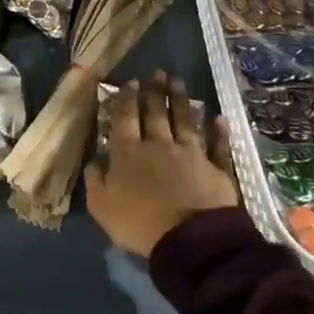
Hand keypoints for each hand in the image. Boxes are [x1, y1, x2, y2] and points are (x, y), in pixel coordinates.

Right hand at [85, 71, 238, 258]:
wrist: (190, 240)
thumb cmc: (139, 223)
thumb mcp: (101, 207)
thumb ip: (95, 180)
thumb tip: (94, 160)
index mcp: (128, 153)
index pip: (126, 118)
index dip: (127, 99)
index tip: (131, 82)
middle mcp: (159, 145)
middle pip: (156, 113)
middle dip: (155, 91)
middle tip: (157, 72)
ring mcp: (191, 154)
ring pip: (185, 121)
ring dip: (181, 100)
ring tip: (178, 82)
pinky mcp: (216, 168)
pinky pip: (218, 146)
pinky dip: (219, 132)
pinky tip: (219, 118)